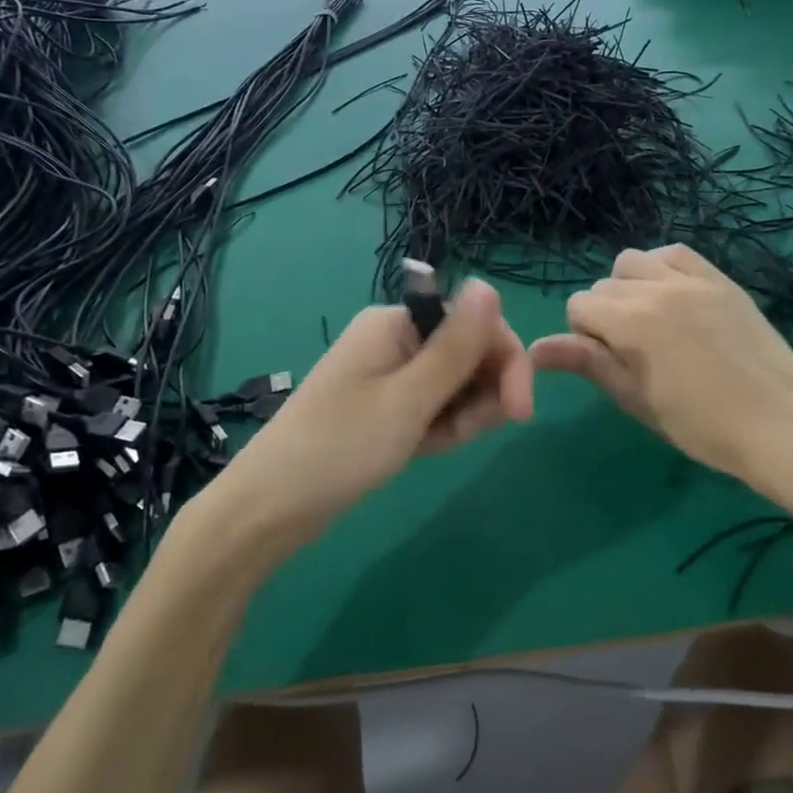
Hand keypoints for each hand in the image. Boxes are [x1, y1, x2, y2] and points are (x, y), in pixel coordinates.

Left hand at [223, 278, 533, 532]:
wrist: (272, 508)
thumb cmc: (341, 447)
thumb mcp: (409, 398)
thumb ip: (456, 346)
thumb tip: (488, 284)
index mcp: (398, 323)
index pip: (476, 324)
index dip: (507, 362)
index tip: (520, 412)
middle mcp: (397, 340)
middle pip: (470, 354)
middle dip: (481, 394)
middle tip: (462, 435)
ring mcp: (391, 375)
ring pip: (457, 386)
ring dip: (462, 416)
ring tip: (432, 445)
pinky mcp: (388, 407)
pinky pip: (435, 408)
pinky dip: (440, 429)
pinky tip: (423, 450)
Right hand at [528, 245, 792, 486]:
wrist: (779, 422)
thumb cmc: (701, 425)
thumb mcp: (637, 399)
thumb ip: (588, 363)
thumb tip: (535, 348)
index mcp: (631, 322)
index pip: (579, 305)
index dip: (585, 336)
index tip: (610, 363)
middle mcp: (656, 288)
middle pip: (604, 284)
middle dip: (606, 314)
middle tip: (633, 352)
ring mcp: (692, 279)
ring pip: (634, 261)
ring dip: (630, 286)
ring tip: (652, 320)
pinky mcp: (720, 279)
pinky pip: (676, 253)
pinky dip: (663, 268)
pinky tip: (674, 297)